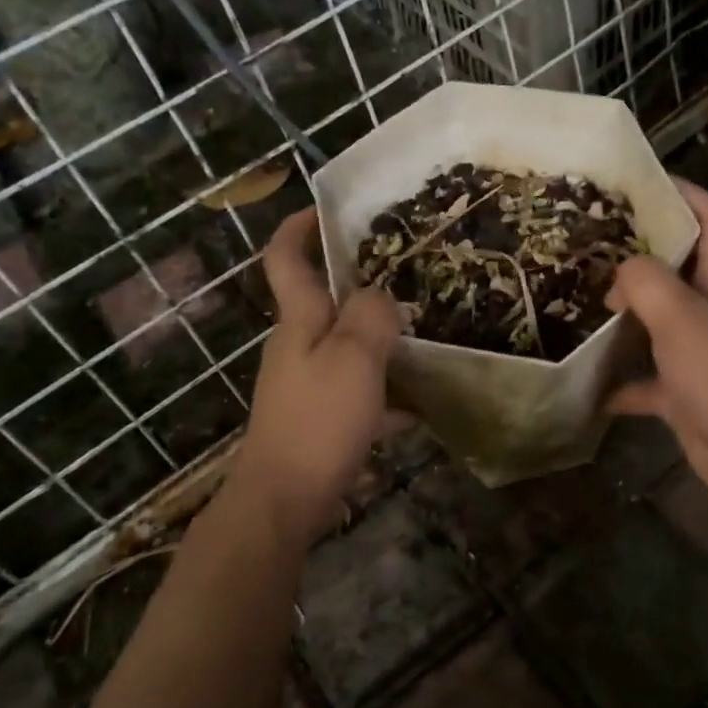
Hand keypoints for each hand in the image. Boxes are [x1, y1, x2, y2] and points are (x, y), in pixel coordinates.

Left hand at [231, 208, 400, 537]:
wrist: (285, 498)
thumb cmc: (318, 420)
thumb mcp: (354, 358)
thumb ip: (371, 316)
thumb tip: (381, 295)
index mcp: (299, 320)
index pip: (284, 258)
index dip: (298, 227)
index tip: (326, 209)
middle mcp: (297, 345)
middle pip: (323, 302)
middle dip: (357, 284)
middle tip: (405, 275)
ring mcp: (306, 383)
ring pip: (345, 347)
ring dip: (378, 339)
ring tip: (423, 334)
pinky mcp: (318, 419)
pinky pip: (356, 392)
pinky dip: (383, 392)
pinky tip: (419, 406)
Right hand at [606, 181, 707, 524]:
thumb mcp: (683, 318)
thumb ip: (646, 283)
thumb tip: (620, 274)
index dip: (685, 193)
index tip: (642, 181)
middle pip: (677, 270)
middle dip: (638, 256)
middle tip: (587, 248)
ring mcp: (702, 355)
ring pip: (657, 325)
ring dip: (623, 320)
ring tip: (576, 306)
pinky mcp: (688, 396)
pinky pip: (647, 382)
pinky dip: (620, 384)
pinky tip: (588, 387)